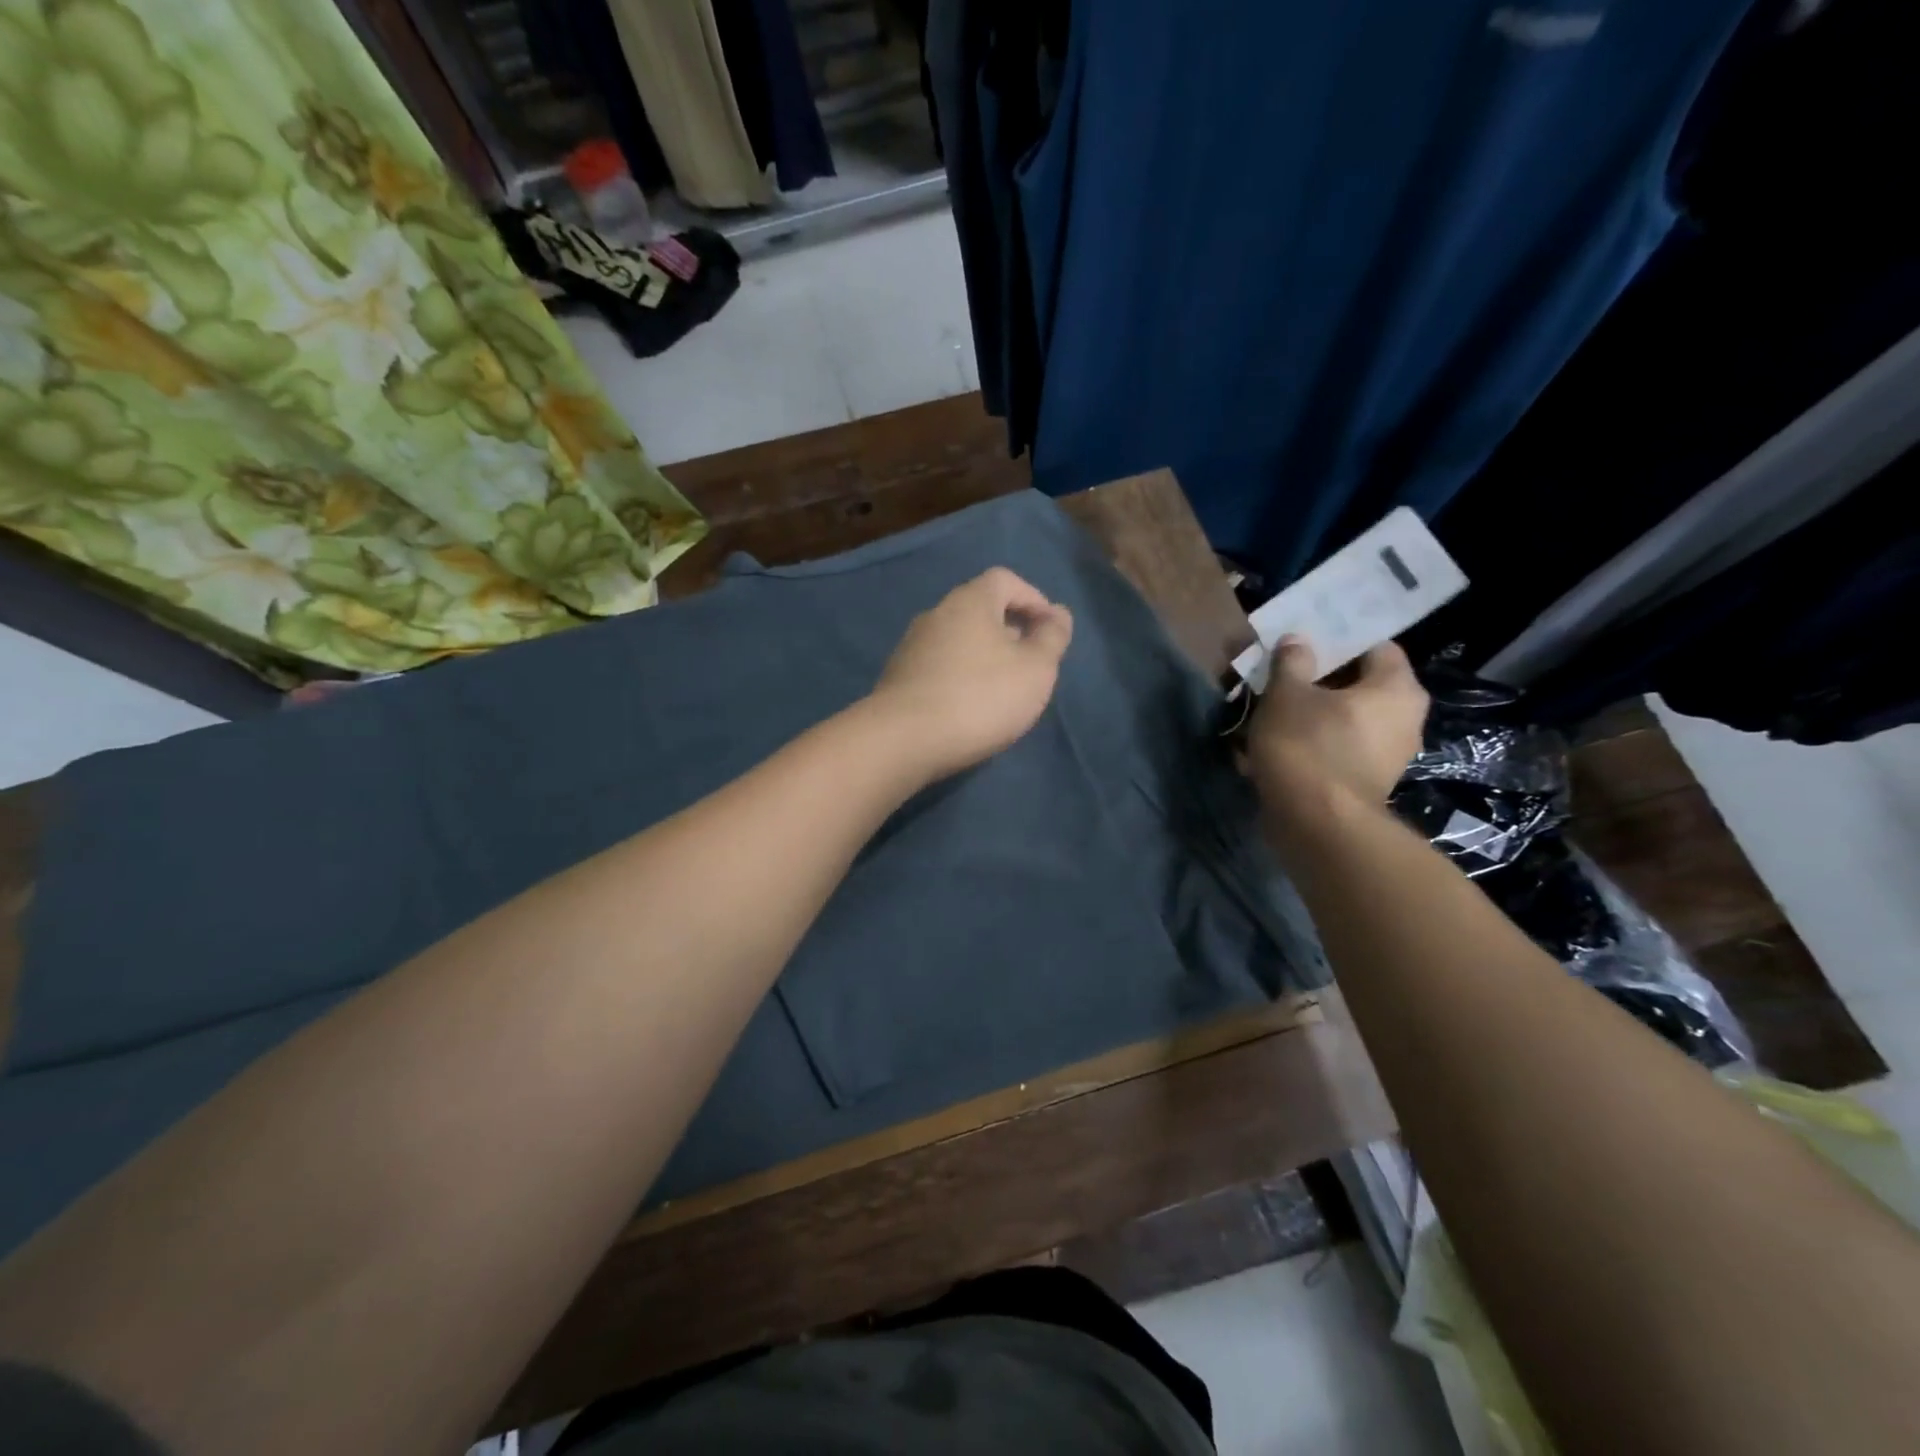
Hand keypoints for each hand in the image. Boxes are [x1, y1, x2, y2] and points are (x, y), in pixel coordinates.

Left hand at [867, 567, 1074, 781]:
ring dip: (984, 656)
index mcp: (969, 601)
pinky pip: (939, 666)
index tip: (1050, 630)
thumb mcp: (1035, 669)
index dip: (1033, 599)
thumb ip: (1052, 638)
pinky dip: (960, 676)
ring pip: (958, 640)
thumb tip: (1058, 614)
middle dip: (1010, 630)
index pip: (1005, 580)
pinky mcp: (898, 678)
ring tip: (1002, 690)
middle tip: (1031, 664)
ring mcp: (911, 646)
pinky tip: (969, 707)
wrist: (904, 740)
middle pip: (980, 609)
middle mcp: (936, 613)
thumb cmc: (981, 697)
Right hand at [1242, 637, 1428, 831]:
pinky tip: (1275, 747)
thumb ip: (1292, 661)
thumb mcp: (1287, 694)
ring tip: (1270, 714)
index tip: (1303, 645)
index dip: (1338, 642)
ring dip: (1310, 716)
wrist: (1316, 824)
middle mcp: (1405, 719)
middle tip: (1281, 678)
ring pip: (1343, 720)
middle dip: (1318, 682)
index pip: (1375, 647)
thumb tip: (1298, 640)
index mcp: (1397, 688)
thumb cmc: (1307, 745)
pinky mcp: (1365, 783)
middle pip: (1358, 686)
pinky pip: (1337, 750)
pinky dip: (1310, 745)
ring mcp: (1387, 755)